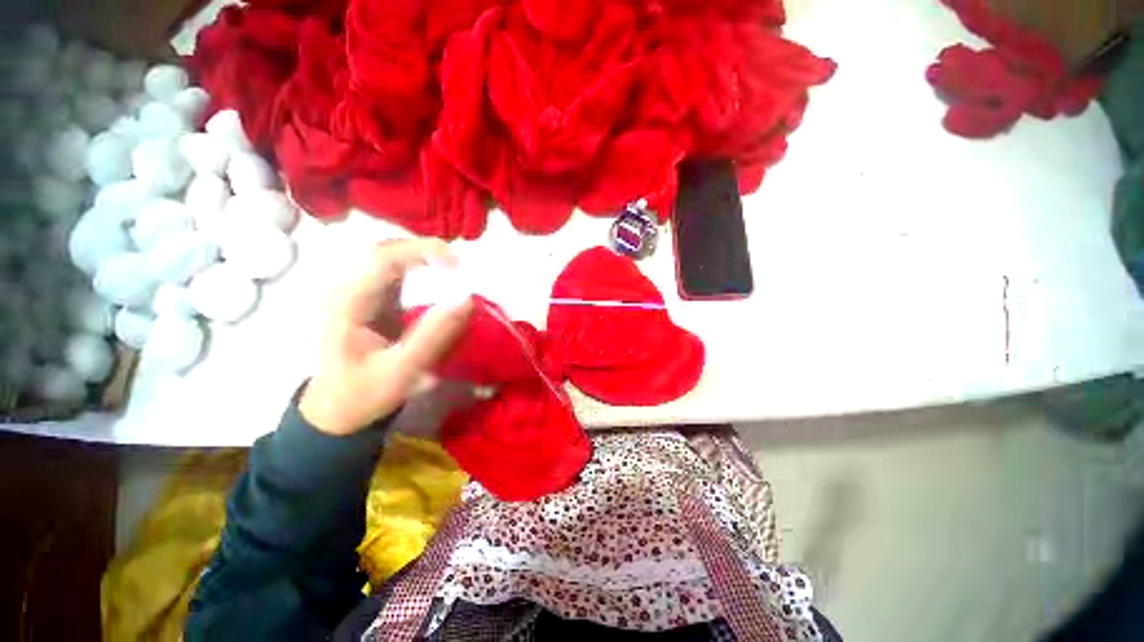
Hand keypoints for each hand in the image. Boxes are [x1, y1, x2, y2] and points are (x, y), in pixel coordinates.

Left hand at [299, 239, 472, 435]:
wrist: (336, 410)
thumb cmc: (363, 393)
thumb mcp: (401, 371)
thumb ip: (434, 336)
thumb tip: (466, 299)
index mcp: (347, 303)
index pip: (382, 258)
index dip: (422, 251)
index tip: (459, 264)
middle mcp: (349, 289)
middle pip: (386, 248)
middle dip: (425, 250)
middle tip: (460, 265)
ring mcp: (358, 292)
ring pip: (392, 256)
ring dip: (424, 257)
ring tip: (454, 269)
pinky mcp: (371, 299)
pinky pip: (396, 272)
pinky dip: (421, 269)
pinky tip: (439, 279)